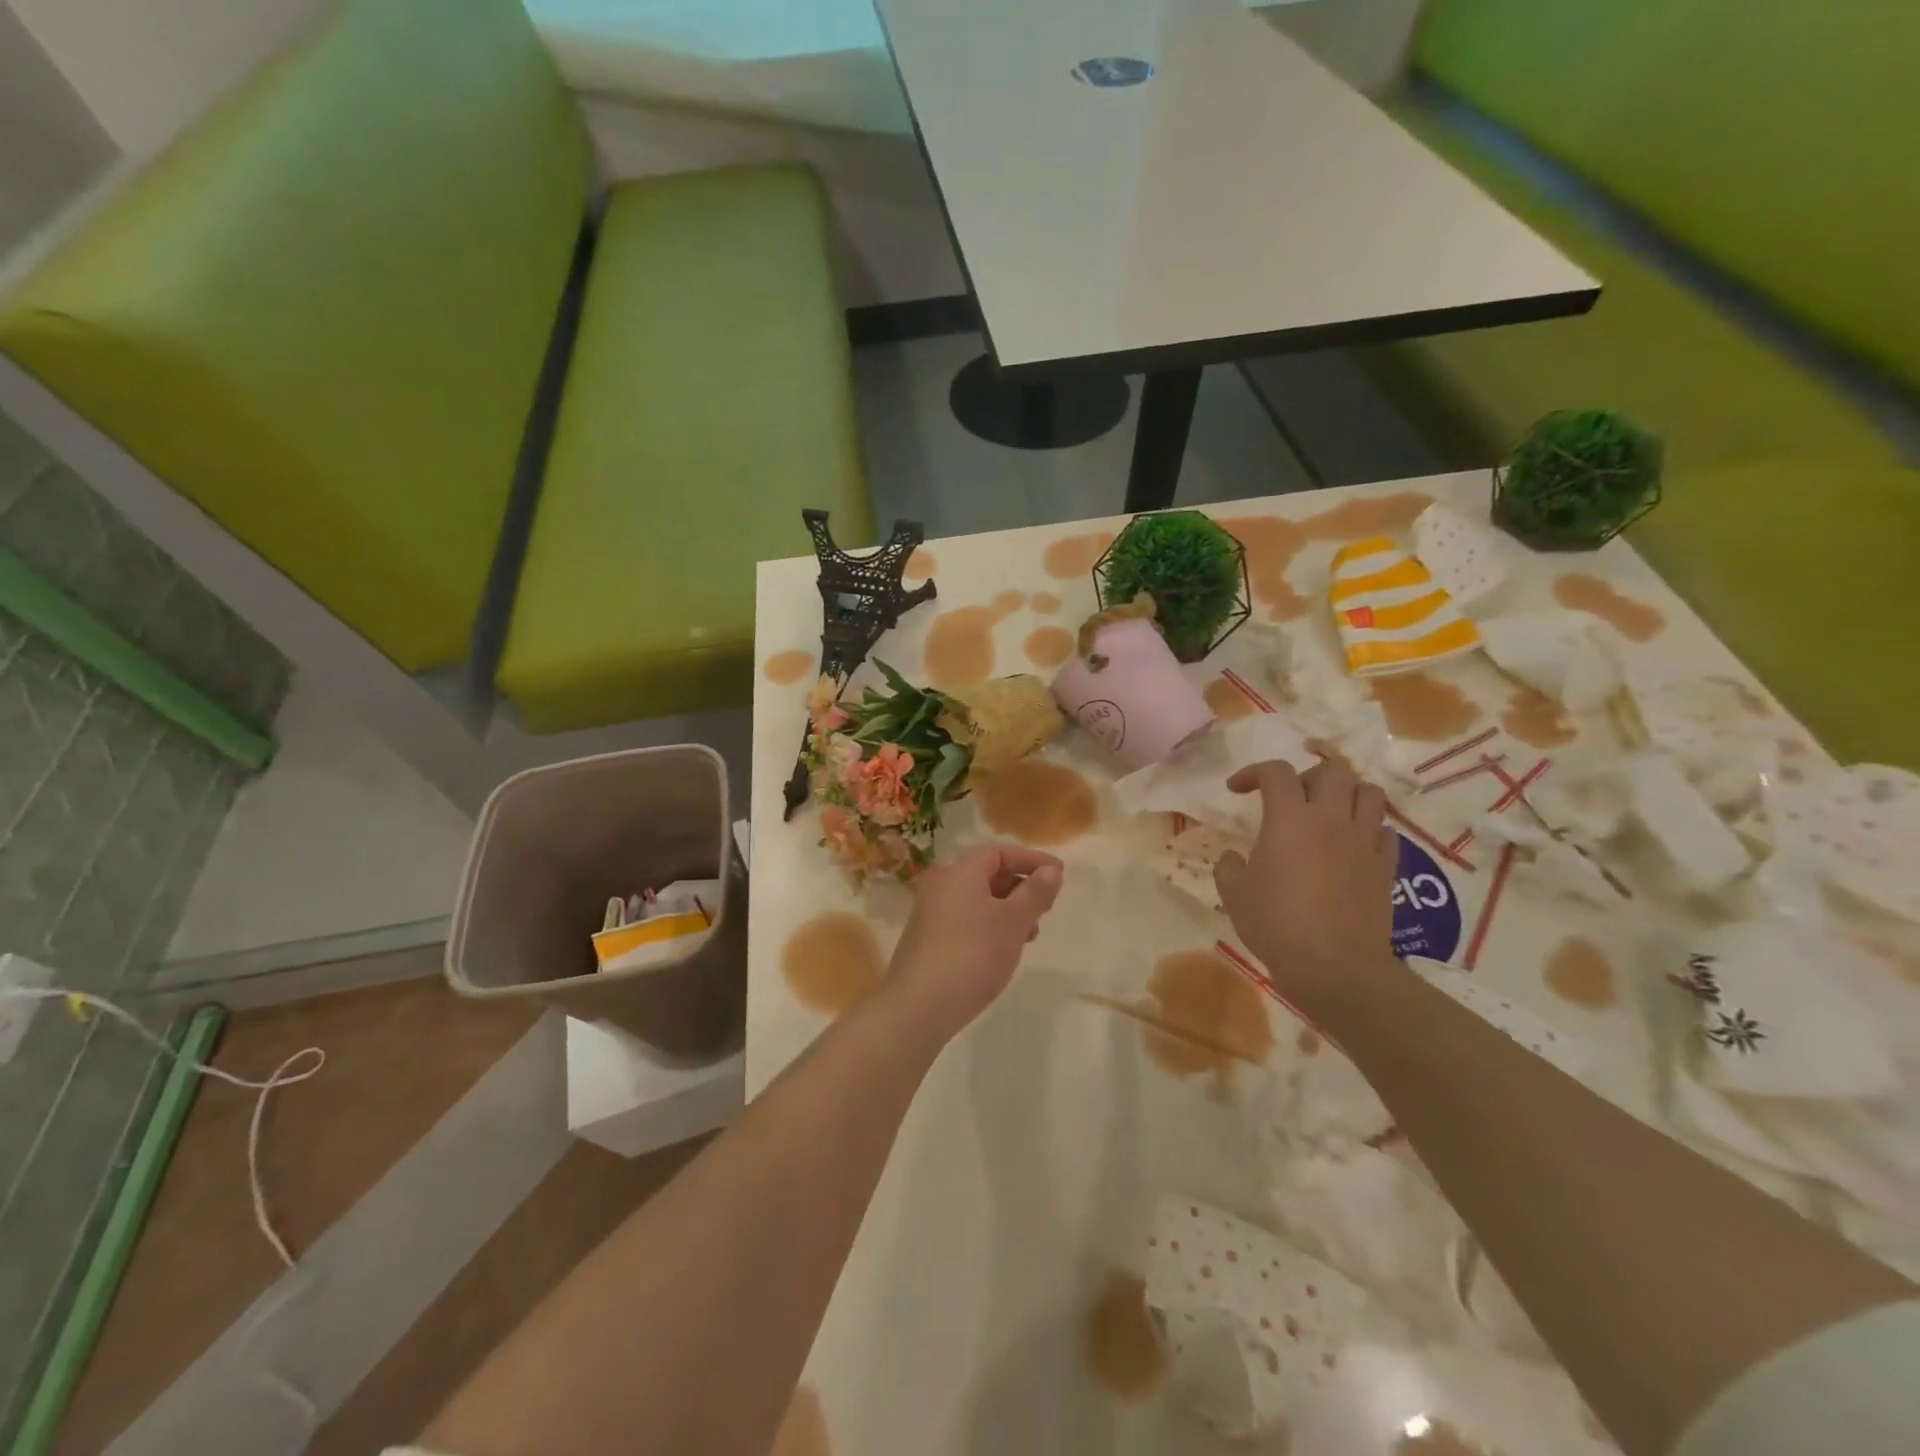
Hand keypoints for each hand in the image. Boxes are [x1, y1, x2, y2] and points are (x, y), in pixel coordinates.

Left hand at [884, 844, 1064, 1042]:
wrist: (918, 1006)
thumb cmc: (972, 954)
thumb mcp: (1013, 922)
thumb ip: (1035, 893)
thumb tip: (1050, 870)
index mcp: (959, 872)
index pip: (998, 852)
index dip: (1030, 859)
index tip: (1058, 874)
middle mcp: (941, 885)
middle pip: (986, 873)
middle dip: (1021, 886)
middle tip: (1047, 906)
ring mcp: (930, 914)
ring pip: (977, 900)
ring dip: (1008, 909)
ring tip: (1031, 933)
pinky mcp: (927, 940)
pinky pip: (965, 920)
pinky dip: (989, 925)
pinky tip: (1003, 950)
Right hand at [1215, 759, 1396, 1015]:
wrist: (1335, 967)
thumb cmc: (1276, 924)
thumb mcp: (1234, 894)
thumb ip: (1229, 866)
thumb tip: (1233, 857)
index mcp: (1289, 818)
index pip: (1275, 772)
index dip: (1253, 772)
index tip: (1236, 790)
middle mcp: (1331, 819)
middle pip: (1331, 770)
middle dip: (1307, 776)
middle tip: (1291, 798)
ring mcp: (1364, 841)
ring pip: (1368, 792)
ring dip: (1346, 794)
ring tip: (1328, 813)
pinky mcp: (1386, 866)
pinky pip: (1385, 830)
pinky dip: (1368, 829)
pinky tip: (1352, 846)